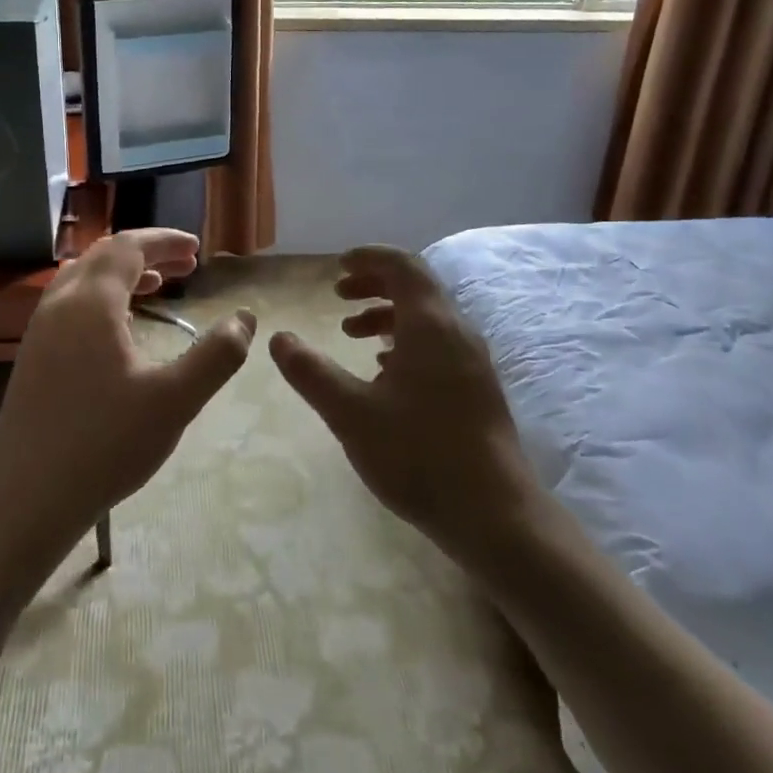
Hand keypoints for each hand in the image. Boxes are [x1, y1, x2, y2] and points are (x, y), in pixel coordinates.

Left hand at [0, 228, 255, 587]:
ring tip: (159, 286)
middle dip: (147, 254)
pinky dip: (104, 298)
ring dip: (123, 275)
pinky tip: (121, 328)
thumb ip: (216, 355)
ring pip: (83, 280)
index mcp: (91, 303)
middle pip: (104, 257)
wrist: (28, 496)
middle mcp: (59, 305)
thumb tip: (245, 318)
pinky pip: (71, 305)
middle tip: (186, 265)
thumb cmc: (105, 443)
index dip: (164, 241)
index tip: (197, 249)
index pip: (128, 247)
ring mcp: (39, 331)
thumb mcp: (175, 400)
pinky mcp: (33, 357)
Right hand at [267, 245, 536, 564]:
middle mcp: (457, 331)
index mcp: (430, 325)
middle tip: (337, 296)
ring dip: (387, 314)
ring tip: (351, 333)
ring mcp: (472, 360)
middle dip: (373, 284)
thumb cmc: (419, 454)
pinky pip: (438, 343)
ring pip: (427, 317)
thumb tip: (278, 338)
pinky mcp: (476, 386)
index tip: (336, 267)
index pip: (402, 265)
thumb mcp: (350, 413)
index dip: (368, 258)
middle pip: (416, 286)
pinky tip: (383, 371)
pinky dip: (405, 340)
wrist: (494, 513)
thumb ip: (311, 372)